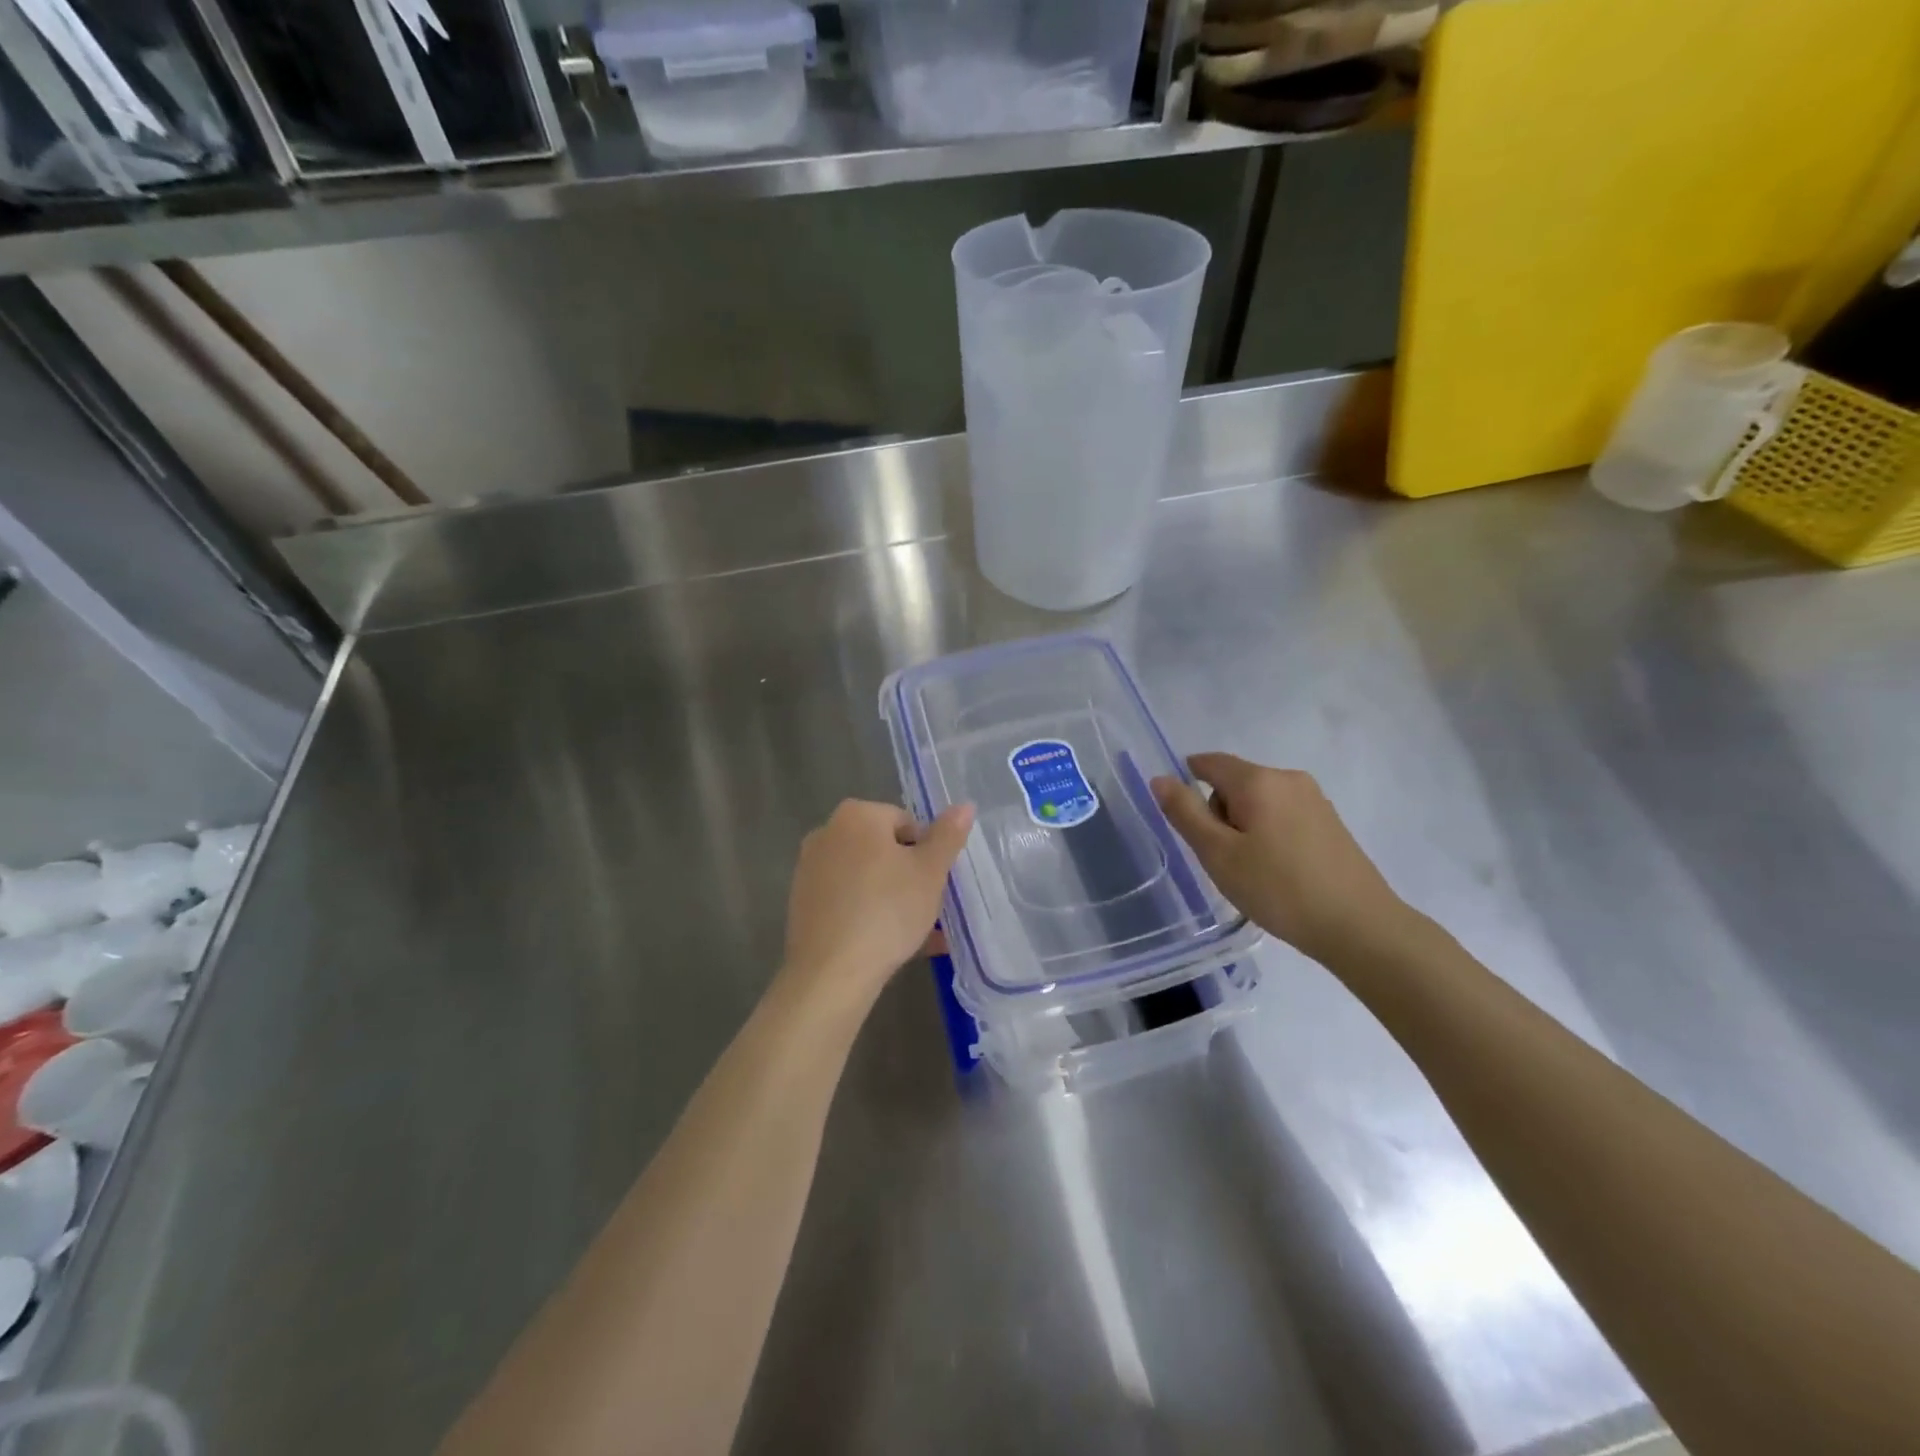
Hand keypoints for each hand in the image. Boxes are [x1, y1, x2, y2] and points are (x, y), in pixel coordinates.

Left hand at [780, 799, 974, 1013]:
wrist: (831, 973)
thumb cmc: (887, 911)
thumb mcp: (930, 872)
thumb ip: (947, 836)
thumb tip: (965, 805)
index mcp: (857, 815)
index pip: (906, 822)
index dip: (927, 852)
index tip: (936, 882)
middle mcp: (827, 833)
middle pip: (883, 849)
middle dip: (909, 875)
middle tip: (929, 907)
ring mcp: (810, 869)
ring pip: (866, 878)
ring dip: (893, 898)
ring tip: (918, 933)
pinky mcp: (802, 904)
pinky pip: (847, 901)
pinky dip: (869, 914)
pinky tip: (891, 945)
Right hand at [1152, 753, 1409, 966]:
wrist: (1359, 926)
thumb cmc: (1278, 889)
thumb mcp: (1217, 854)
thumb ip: (1185, 813)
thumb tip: (1160, 779)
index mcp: (1259, 780)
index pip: (1209, 762)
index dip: (1186, 781)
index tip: (1183, 820)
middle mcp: (1288, 778)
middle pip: (1235, 782)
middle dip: (1218, 811)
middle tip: (1220, 857)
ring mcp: (1315, 799)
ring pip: (1260, 801)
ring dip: (1243, 826)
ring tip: (1250, 870)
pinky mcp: (1330, 822)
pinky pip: (1283, 816)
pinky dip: (1268, 834)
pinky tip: (1277, 873)